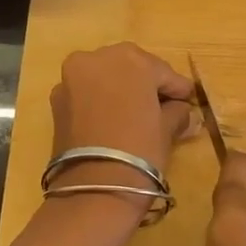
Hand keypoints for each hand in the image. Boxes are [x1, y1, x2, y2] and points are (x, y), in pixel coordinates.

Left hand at [45, 43, 199, 220]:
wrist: (93, 188)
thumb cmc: (140, 150)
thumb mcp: (167, 129)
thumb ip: (177, 112)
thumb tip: (184, 112)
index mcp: (131, 59)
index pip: (164, 73)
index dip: (178, 90)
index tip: (188, 103)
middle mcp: (97, 57)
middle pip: (131, 68)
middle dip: (146, 85)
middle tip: (162, 108)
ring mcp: (72, 76)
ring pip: (106, 77)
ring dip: (121, 90)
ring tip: (136, 116)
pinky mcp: (57, 98)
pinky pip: (87, 92)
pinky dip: (101, 101)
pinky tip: (113, 121)